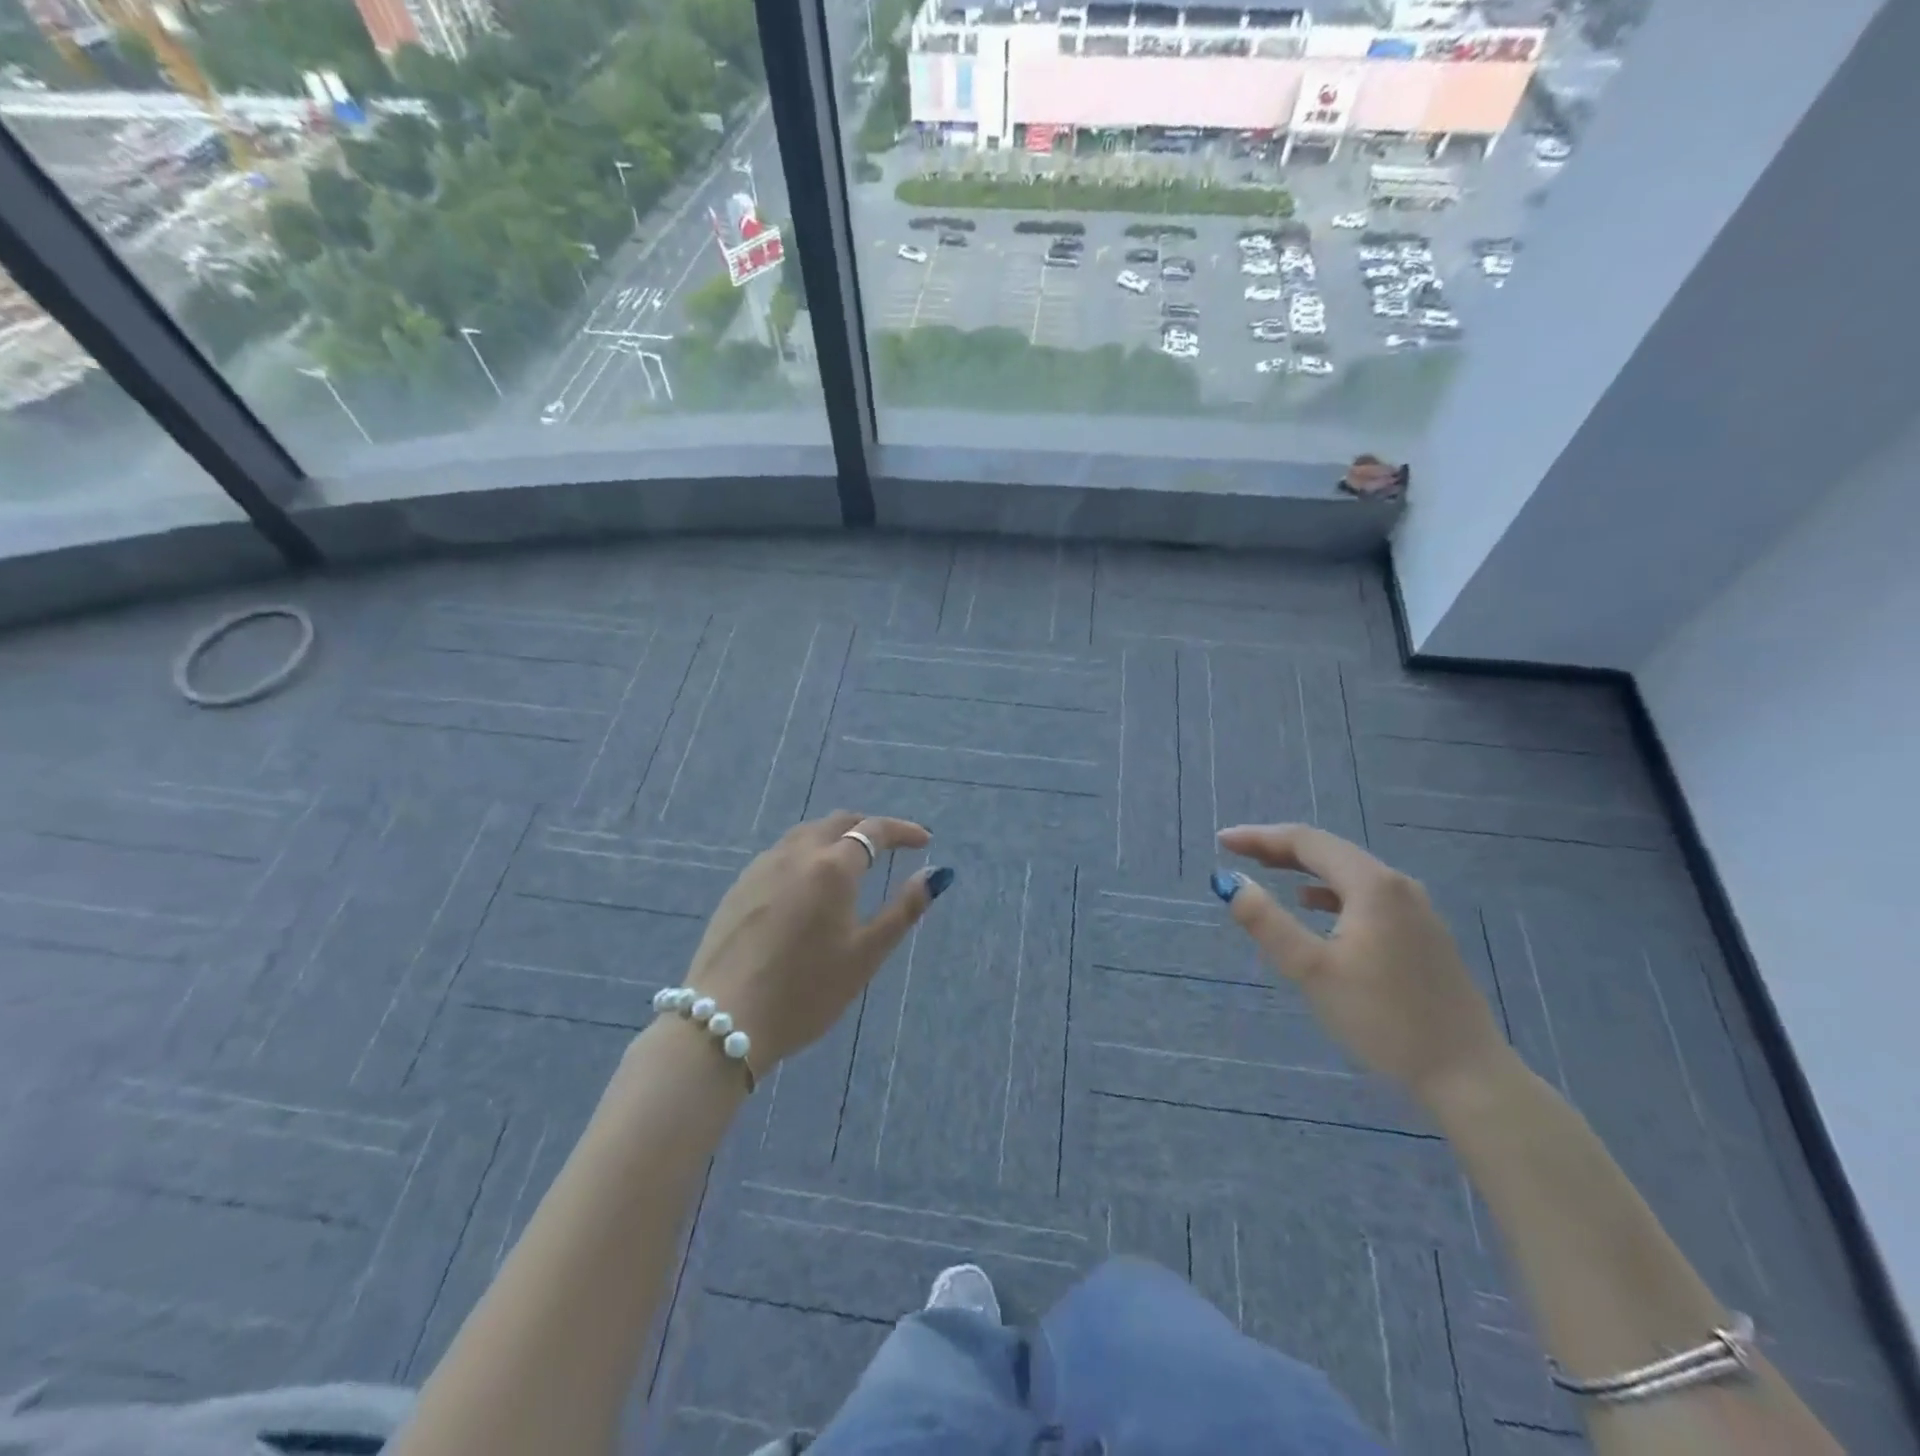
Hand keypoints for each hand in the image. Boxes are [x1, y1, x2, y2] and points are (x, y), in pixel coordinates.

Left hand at [684, 811, 952, 1071]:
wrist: (725, 1018)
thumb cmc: (806, 990)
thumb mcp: (865, 954)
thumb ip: (903, 910)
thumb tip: (936, 875)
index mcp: (833, 866)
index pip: (874, 830)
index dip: (903, 831)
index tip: (924, 840)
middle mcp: (796, 853)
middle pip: (838, 822)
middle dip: (868, 827)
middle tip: (891, 846)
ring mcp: (762, 867)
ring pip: (806, 833)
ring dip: (835, 836)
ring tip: (852, 861)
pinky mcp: (739, 886)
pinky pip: (782, 853)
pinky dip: (807, 853)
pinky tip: (809, 883)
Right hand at [1213, 824, 1506, 1107]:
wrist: (1467, 1074)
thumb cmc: (1383, 1018)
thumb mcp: (1312, 970)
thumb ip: (1267, 922)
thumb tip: (1230, 882)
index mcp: (1372, 885)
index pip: (1306, 842)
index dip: (1260, 837)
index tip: (1223, 841)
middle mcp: (1397, 885)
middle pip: (1329, 851)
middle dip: (1280, 848)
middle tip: (1238, 851)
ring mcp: (1416, 909)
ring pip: (1349, 872)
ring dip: (1304, 867)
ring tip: (1268, 870)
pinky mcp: (1423, 934)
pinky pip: (1366, 894)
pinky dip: (1330, 890)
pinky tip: (1314, 905)